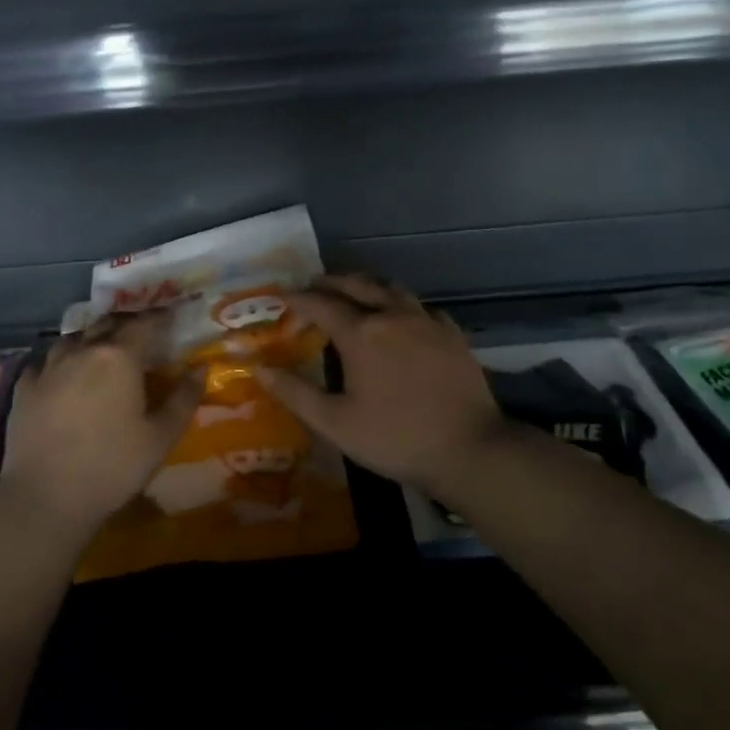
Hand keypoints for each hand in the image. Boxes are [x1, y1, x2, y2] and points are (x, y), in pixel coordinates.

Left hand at [0, 312, 203, 540]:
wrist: (46, 497)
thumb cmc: (113, 466)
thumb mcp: (161, 437)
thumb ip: (184, 399)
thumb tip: (201, 368)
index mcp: (119, 357)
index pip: (145, 323)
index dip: (160, 317)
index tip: (171, 316)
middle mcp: (83, 351)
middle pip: (107, 324)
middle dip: (126, 323)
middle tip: (140, 332)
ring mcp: (48, 367)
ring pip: (73, 338)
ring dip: (91, 338)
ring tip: (100, 350)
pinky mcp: (24, 388)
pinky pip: (44, 362)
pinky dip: (59, 362)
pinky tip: (62, 375)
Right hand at [256, 274, 510, 497]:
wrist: (469, 448)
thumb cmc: (395, 438)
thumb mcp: (336, 423)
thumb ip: (296, 394)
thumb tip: (260, 370)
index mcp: (361, 334)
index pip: (321, 304)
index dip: (298, 298)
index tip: (282, 295)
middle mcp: (393, 316)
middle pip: (357, 285)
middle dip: (332, 281)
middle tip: (314, 285)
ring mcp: (426, 321)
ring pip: (392, 288)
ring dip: (367, 285)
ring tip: (354, 291)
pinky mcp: (452, 333)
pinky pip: (421, 307)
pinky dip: (402, 304)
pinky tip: (402, 317)